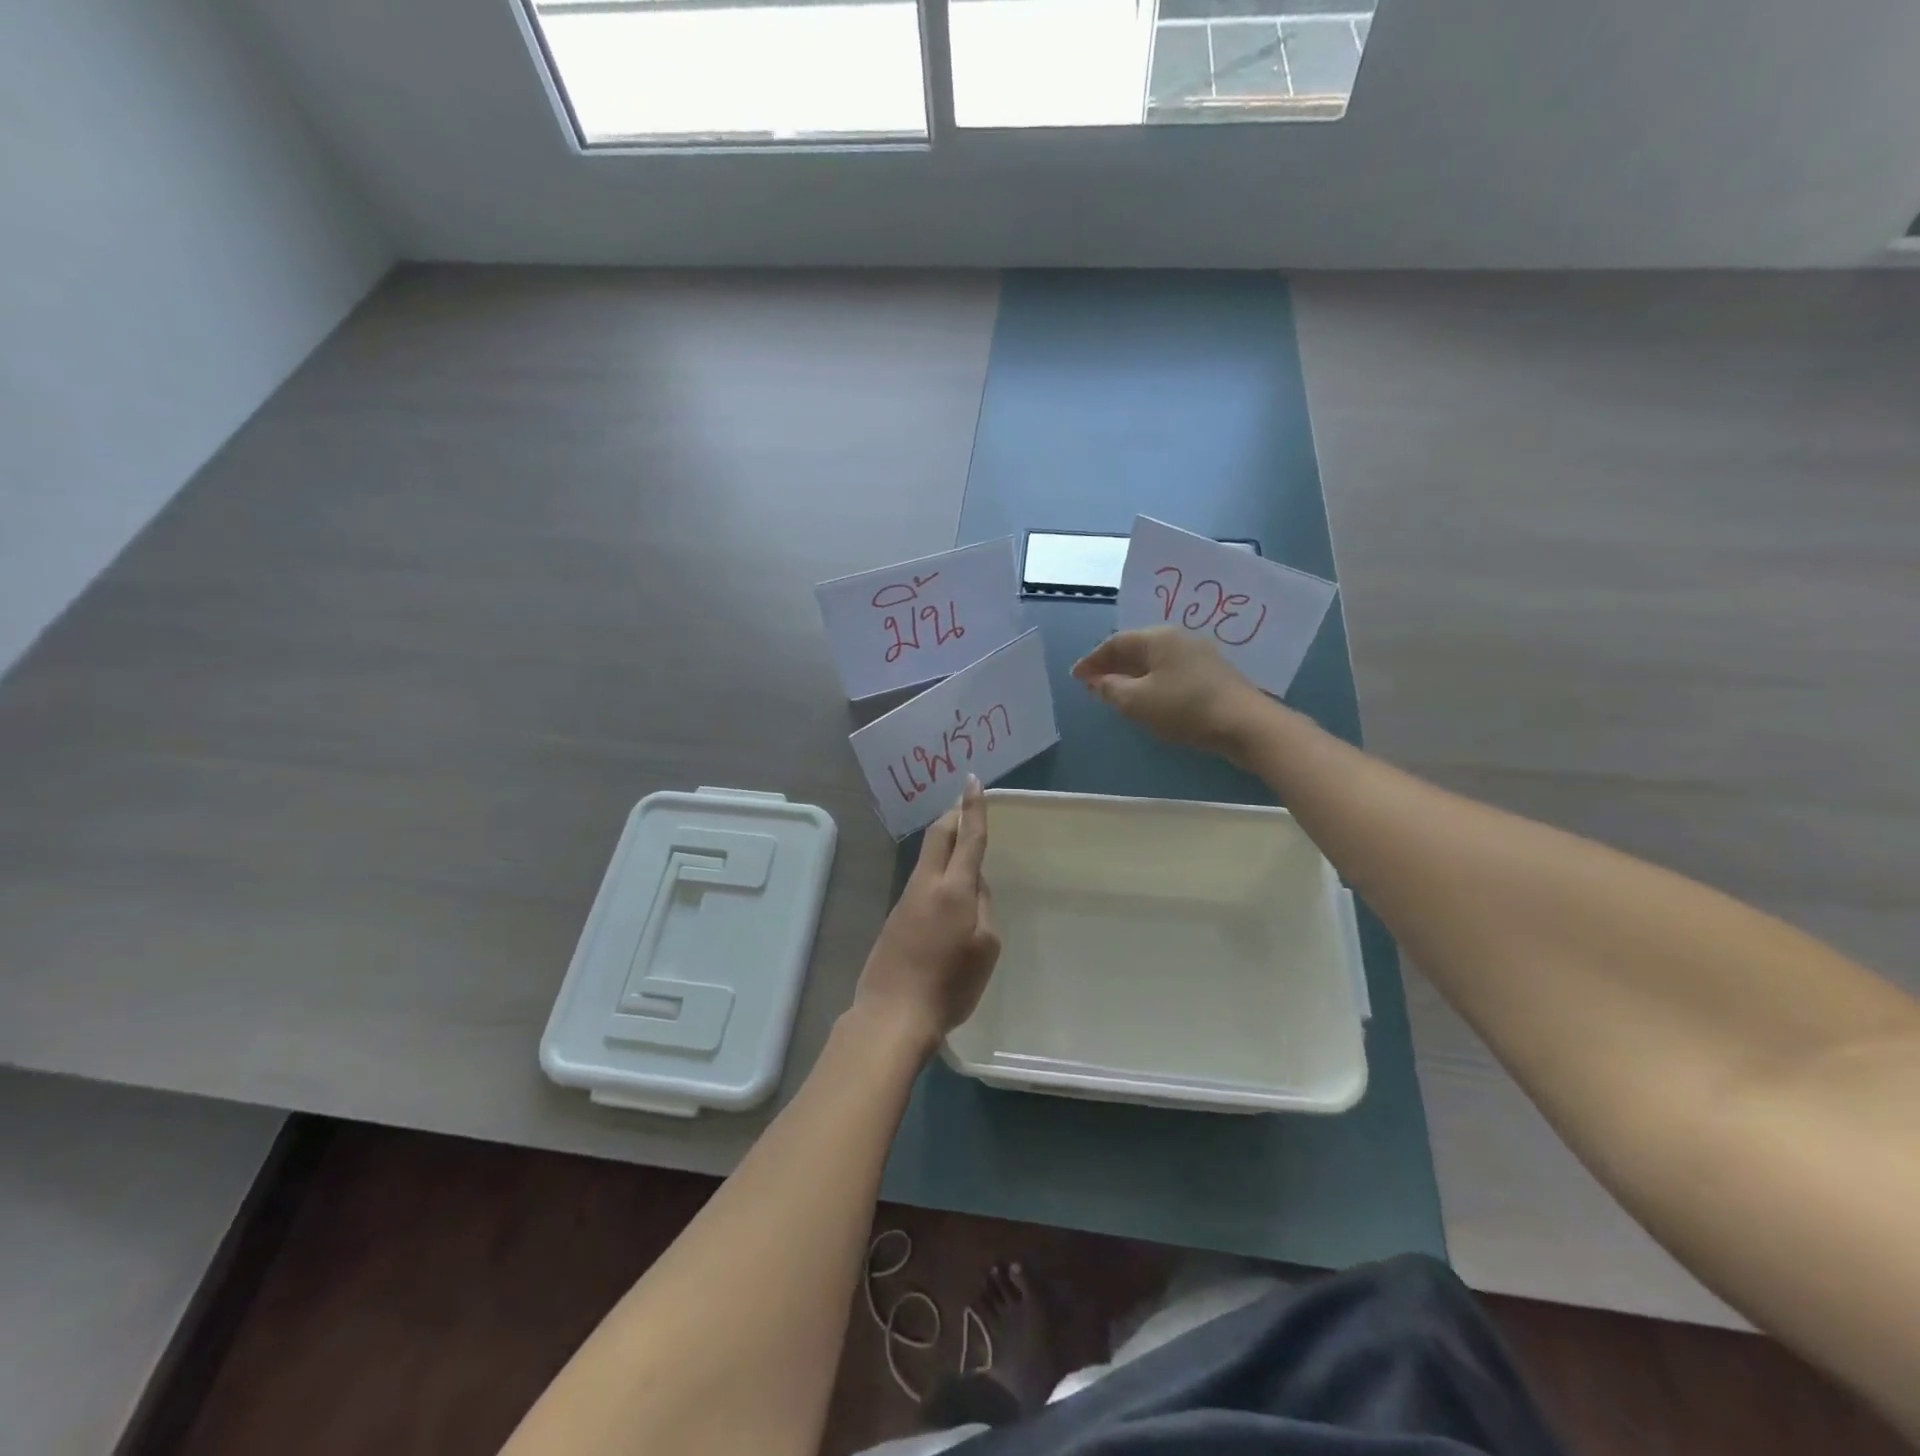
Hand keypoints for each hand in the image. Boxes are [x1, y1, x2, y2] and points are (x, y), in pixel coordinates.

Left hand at [852, 775, 1000, 1055]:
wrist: (893, 1013)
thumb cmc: (949, 984)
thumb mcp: (986, 947)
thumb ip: (983, 907)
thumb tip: (974, 886)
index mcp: (954, 888)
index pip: (968, 837)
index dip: (973, 808)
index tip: (972, 781)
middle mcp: (926, 884)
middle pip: (938, 836)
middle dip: (952, 816)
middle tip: (964, 805)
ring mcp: (906, 899)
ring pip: (928, 858)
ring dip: (944, 844)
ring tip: (961, 847)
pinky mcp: (895, 918)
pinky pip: (921, 882)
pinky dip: (936, 872)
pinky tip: (946, 894)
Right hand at [1072, 628, 1267, 758]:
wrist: (1245, 724)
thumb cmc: (1185, 707)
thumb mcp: (1137, 701)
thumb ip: (1111, 689)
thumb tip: (1098, 682)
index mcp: (1158, 637)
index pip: (1115, 643)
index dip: (1092, 660)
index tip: (1075, 677)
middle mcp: (1178, 638)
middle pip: (1135, 648)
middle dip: (1110, 666)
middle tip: (1091, 684)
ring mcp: (1198, 655)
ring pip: (1153, 661)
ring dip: (1130, 675)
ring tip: (1114, 693)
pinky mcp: (1211, 675)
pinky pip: (1169, 672)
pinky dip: (1150, 682)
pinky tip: (1146, 699)